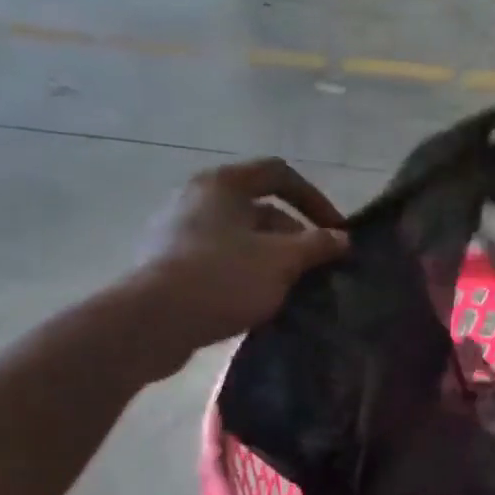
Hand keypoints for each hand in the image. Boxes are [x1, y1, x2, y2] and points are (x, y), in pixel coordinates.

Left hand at [128, 158, 347, 359]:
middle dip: (294, 237)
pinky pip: (218, 261)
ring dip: (271, 259)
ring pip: (240, 239)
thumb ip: (316, 245)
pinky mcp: (167, 264)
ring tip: (291, 289)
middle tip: (315, 270)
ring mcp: (178, 231)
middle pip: (260, 209)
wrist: (154, 321)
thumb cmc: (223, 278)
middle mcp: (197, 198)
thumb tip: (341, 238)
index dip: (315, 199)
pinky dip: (243, 274)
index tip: (336, 232)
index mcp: (223, 183)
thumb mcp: (281, 261)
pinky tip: (257, 302)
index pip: (279, 174)